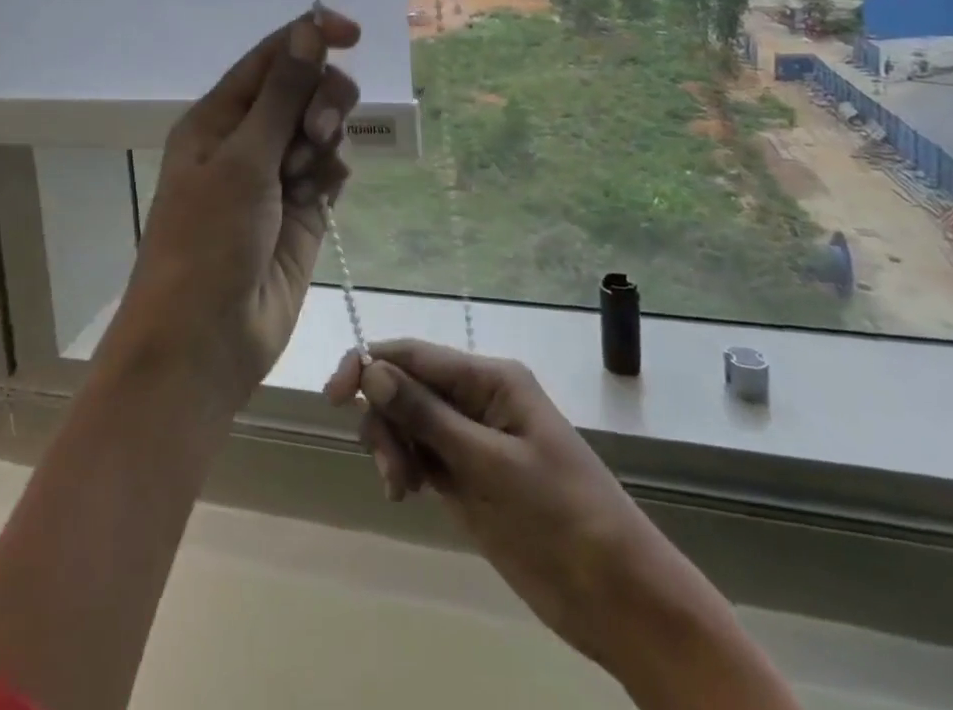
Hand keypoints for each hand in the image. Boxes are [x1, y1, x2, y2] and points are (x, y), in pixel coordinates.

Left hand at [105, 10, 360, 404]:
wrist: (205, 341)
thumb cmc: (208, 241)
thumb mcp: (243, 160)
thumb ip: (282, 95)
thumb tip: (308, 31)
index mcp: (218, 117)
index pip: (270, 58)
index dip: (309, 37)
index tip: (352, 33)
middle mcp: (247, 140)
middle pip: (302, 89)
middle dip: (320, 98)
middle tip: (317, 130)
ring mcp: (276, 176)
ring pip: (320, 128)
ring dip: (325, 137)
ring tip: (308, 173)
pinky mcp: (303, 211)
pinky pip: (330, 170)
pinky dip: (332, 172)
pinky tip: (320, 196)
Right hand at [324, 341, 657, 665]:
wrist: (619, 599)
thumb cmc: (563, 518)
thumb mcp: (492, 464)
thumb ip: (429, 416)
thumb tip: (372, 370)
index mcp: (490, 379)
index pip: (414, 354)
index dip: (369, 364)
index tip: (333, 397)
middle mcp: (477, 398)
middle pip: (405, 385)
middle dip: (383, 417)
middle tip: (388, 469)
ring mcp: (471, 438)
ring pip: (407, 420)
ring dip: (391, 445)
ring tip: (399, 488)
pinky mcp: (468, 476)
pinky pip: (420, 453)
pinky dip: (403, 466)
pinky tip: (405, 494)